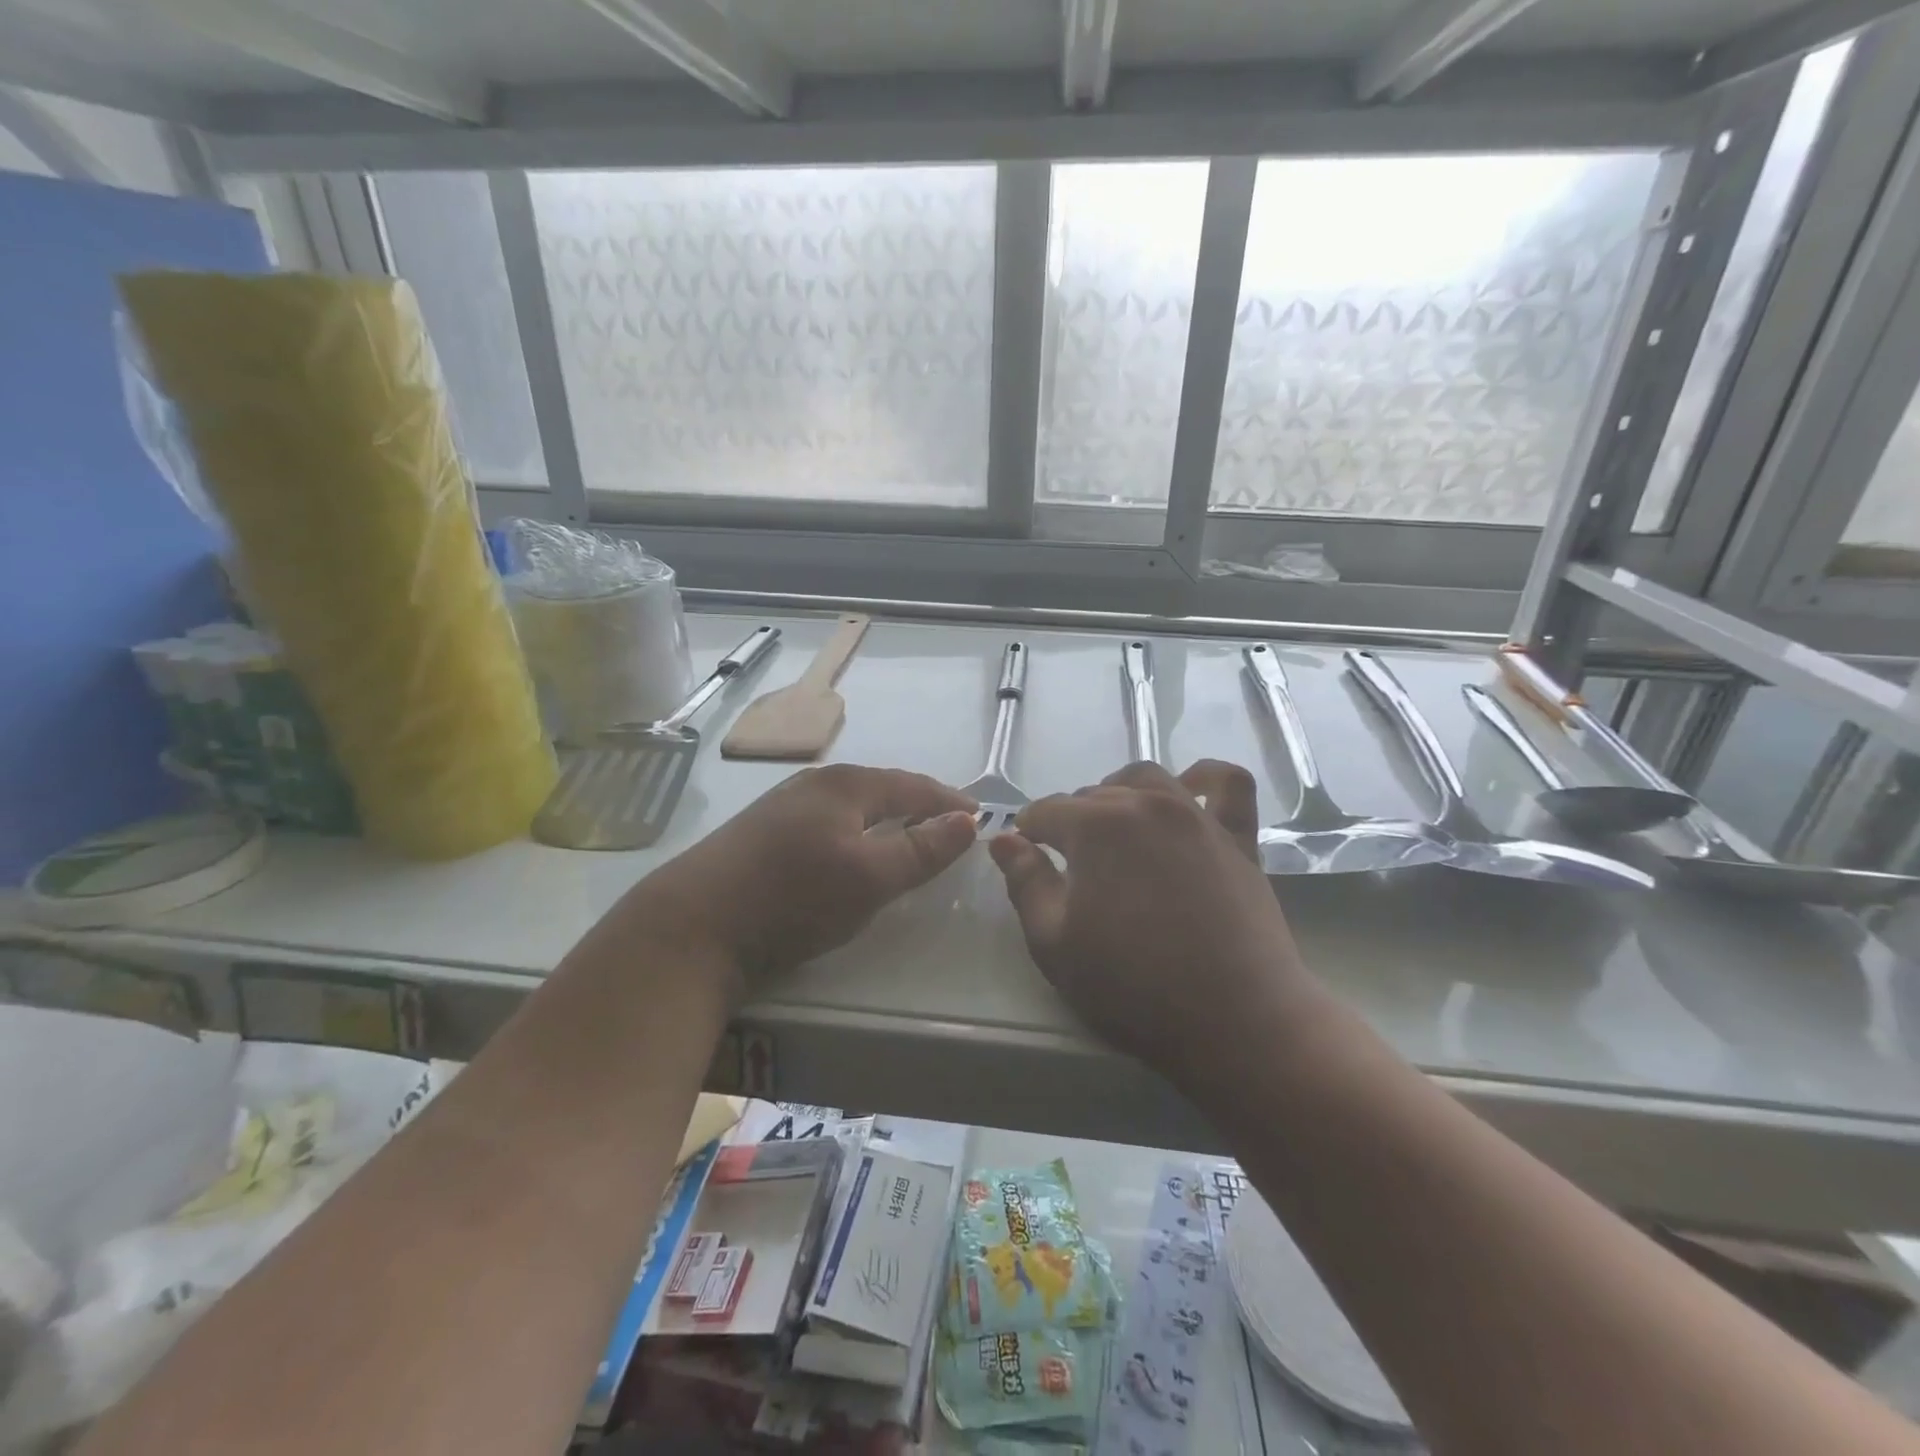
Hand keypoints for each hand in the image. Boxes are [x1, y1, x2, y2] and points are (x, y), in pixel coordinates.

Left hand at [625, 764, 977, 993]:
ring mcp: (784, 805)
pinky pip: (828, 822)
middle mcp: (815, 783)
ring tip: (907, 837)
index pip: (913, 785)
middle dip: (917, 805)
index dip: (948, 801)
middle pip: (881, 789)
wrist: (694, 926)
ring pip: (851, 806)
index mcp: (845, 784)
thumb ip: (922, 849)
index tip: (977, 817)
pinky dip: (855, 832)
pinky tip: (850, 851)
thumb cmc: (793, 896)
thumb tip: (969, 821)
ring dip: (885, 818)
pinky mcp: (763, 833)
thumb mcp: (870, 877)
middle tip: (947, 827)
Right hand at [988, 761, 1314, 1086]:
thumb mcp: (1054, 944)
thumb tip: (1003, 839)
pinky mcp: (1237, 837)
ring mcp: (1195, 816)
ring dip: (1120, 793)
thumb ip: (1025, 882)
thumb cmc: (1133, 987)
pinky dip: (1205, 777)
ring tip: (1115, 829)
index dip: (1027, 832)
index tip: (1024, 856)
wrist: (1235, 1021)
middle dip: (1070, 821)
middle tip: (1068, 866)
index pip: (1046, 811)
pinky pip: (1227, 785)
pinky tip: (1189, 790)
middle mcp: (1144, 804)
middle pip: (1093, 794)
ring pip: (1146, 779)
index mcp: (1094, 827)